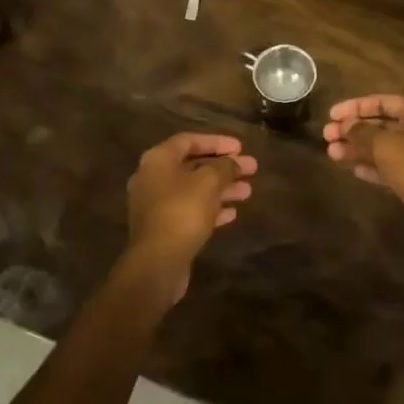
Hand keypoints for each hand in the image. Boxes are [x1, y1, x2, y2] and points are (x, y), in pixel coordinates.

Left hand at [124, 132, 256, 300]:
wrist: (157, 263)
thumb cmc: (182, 212)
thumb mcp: (209, 182)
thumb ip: (224, 167)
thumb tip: (234, 162)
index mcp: (157, 160)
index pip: (189, 140)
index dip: (217, 142)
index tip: (241, 148)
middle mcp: (152, 178)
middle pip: (193, 166)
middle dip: (223, 167)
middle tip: (251, 169)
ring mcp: (155, 205)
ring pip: (193, 190)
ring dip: (221, 189)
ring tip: (248, 192)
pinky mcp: (162, 229)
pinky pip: (189, 211)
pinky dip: (210, 209)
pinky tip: (232, 214)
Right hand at [324, 96, 403, 258]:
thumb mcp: (386, 147)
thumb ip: (362, 133)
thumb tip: (345, 125)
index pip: (382, 101)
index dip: (355, 107)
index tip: (331, 115)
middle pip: (381, 124)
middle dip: (353, 130)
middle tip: (327, 136)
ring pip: (383, 147)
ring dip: (358, 149)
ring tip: (332, 154)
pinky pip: (390, 166)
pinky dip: (371, 166)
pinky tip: (352, 169)